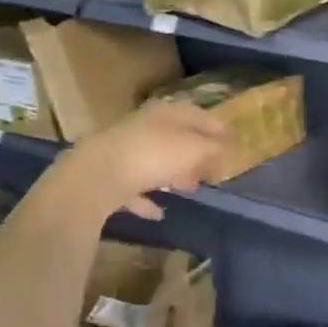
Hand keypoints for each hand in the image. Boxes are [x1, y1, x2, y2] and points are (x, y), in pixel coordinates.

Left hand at [50, 100, 227, 220]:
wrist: (96, 176)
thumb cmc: (152, 155)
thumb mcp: (193, 149)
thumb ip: (211, 149)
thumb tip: (224, 149)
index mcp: (165, 114)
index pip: (196, 114)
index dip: (215, 126)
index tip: (230, 140)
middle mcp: (143, 127)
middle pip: (174, 137)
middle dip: (194, 152)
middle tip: (212, 167)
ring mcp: (123, 151)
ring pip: (154, 160)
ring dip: (172, 173)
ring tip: (189, 189)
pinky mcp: (108, 177)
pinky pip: (133, 187)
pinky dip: (147, 198)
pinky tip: (158, 212)